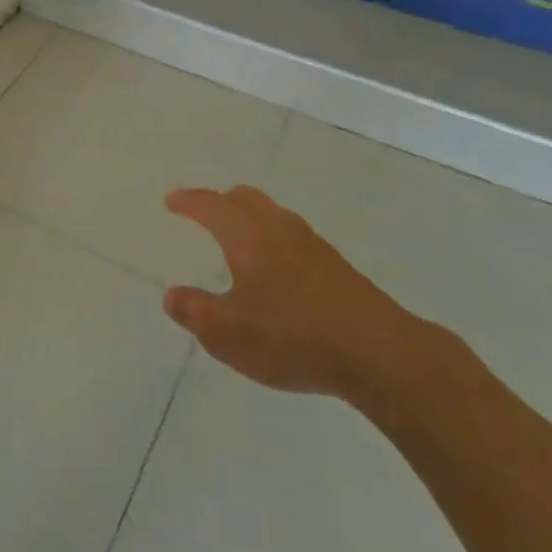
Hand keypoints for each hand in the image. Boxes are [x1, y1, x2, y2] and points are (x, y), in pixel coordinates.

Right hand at [163, 186, 426, 401]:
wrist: (378, 352)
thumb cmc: (292, 336)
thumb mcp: (228, 333)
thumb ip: (195, 311)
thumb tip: (172, 295)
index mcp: (247, 234)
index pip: (211, 205)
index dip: (189, 201)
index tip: (173, 200)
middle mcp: (278, 228)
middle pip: (245, 199)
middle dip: (221, 202)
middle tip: (204, 214)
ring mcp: (312, 245)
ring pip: (273, 216)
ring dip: (251, 220)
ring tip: (238, 242)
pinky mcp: (337, 268)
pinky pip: (294, 239)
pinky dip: (274, 242)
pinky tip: (277, 273)